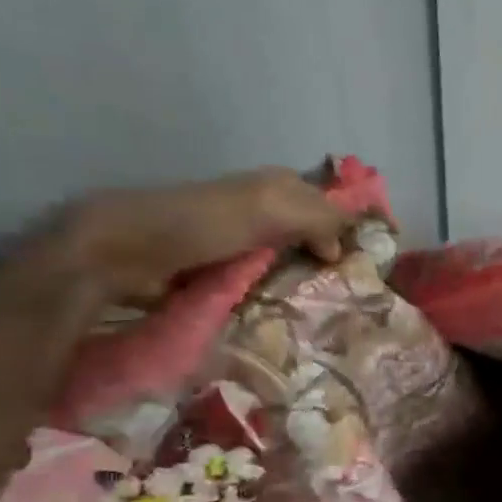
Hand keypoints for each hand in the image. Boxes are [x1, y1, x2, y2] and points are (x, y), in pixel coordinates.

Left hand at [51, 167, 362, 301]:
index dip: (354, 224)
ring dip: (310, 282)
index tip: (375, 259)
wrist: (127, 252)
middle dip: (336, 257)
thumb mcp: (269, 208)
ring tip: (332, 310)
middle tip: (358, 292)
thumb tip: (345, 244)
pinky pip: (268, 285)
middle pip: (315, 234)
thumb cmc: (203, 223)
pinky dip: (283, 297)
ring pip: (293, 262)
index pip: (331, 203)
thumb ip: (318, 215)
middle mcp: (265, 211)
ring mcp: (245, 244)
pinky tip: (295, 314)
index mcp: (278, 187)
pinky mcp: (226, 273)